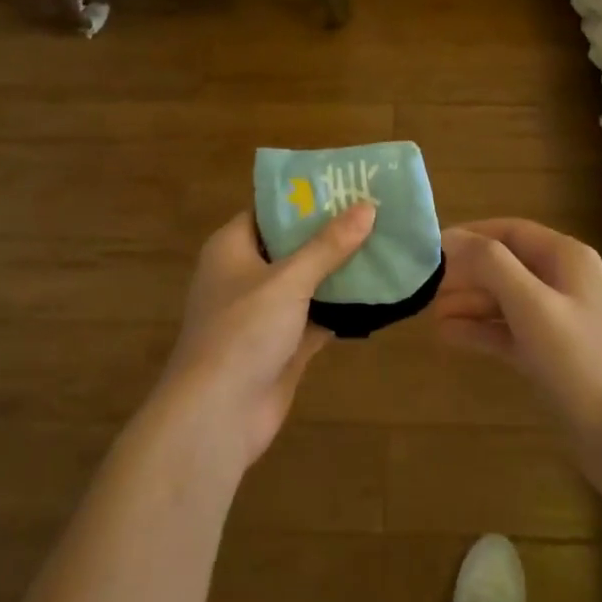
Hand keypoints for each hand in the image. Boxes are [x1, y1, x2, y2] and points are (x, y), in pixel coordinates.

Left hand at [158, 204, 375, 471]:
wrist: (217, 416)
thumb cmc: (242, 332)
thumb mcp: (288, 280)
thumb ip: (328, 245)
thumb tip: (368, 207)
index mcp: (232, 248)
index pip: (270, 210)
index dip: (305, 197)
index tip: (346, 184)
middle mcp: (245, 275)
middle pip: (292, 245)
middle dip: (331, 233)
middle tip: (375, 212)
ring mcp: (263, 313)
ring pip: (307, 282)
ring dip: (340, 270)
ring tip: (385, 244)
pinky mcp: (282, 345)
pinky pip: (316, 316)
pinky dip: (342, 307)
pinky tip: (378, 293)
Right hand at [430, 219, 601, 486]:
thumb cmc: (579, 362)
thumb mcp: (532, 305)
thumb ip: (491, 265)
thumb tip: (450, 237)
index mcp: (568, 258)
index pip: (511, 231)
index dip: (471, 235)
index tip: (431, 248)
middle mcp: (565, 281)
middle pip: (507, 264)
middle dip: (467, 273)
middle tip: (426, 286)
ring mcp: (560, 319)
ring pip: (506, 299)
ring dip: (470, 302)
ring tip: (429, 312)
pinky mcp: (553, 354)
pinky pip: (510, 330)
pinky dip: (482, 329)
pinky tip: (449, 335)